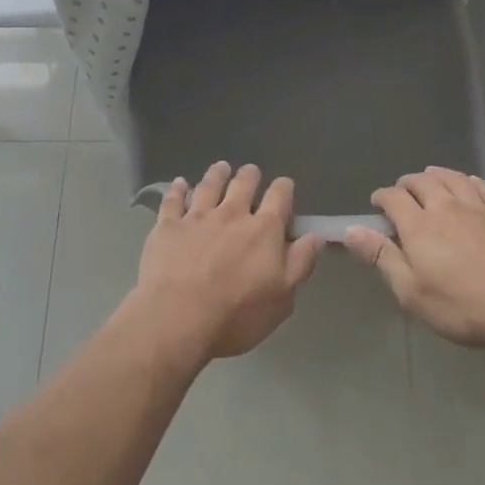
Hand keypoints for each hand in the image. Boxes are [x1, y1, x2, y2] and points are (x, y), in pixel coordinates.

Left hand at [132, 162, 323, 361]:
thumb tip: (316, 236)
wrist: (178, 317)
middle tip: (250, 172)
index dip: (284, 188)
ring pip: (209, 186)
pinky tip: (180, 183)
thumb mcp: (282, 297)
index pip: (279, 197)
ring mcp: (197, 217)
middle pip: (243, 184)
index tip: (284, 186)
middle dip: (250, 175)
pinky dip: (177, 189)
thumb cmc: (237, 314)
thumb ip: (300, 263)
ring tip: (221, 167)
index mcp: (263, 230)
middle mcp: (232, 214)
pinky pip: (173, 200)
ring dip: (217, 174)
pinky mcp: (168, 226)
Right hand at [344, 167, 484, 347]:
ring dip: (436, 175)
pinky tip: (468, 183)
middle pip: (422, 181)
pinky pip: (482, 186)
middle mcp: (446, 206)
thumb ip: (382, 257)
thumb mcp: (412, 292)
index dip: (382, 197)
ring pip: (452, 178)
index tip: (377, 204)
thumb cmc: (462, 307)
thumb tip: (351, 230)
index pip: (394, 198)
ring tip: (429, 177)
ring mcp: (478, 207)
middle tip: (402, 191)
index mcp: (419, 225)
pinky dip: (468, 180)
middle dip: (407, 183)